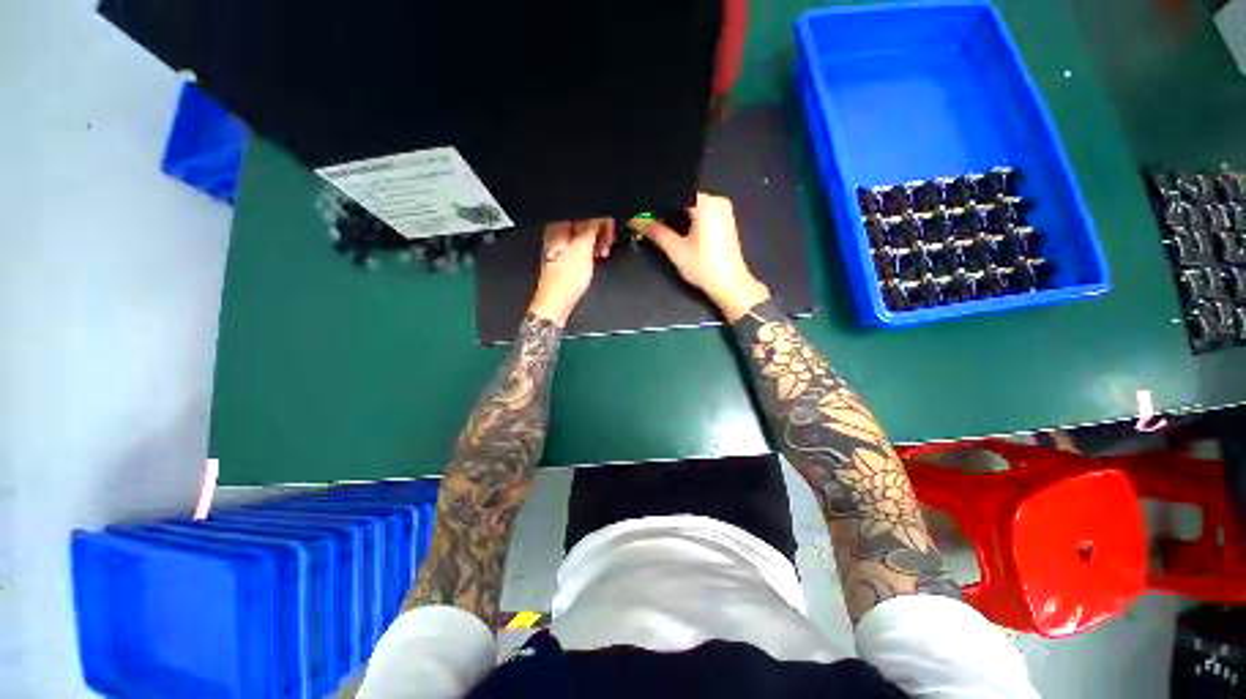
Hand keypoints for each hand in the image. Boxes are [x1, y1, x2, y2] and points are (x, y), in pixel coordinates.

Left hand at [528, 218, 615, 325]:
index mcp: (559, 226)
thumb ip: (592, 226)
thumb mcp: (583, 249)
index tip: (611, 226)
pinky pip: (583, 244)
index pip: (583, 210)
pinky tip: (598, 255)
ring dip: (598, 240)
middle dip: (601, 228)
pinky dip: (593, 248)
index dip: (600, 217)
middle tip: (609, 240)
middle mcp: (559, 232)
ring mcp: (563, 244)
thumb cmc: (565, 280)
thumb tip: (601, 213)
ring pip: (585, 233)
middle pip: (585, 220)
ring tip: (604, 251)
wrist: (556, 303)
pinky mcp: (567, 256)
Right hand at [628, 193, 769, 320]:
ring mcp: (723, 210)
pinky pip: (701, 212)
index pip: (675, 193)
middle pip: (683, 199)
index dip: (657, 202)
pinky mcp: (724, 220)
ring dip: (676, 215)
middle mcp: (718, 201)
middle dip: (666, 210)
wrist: (730, 285)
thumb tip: (635, 220)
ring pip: (691, 206)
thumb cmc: (704, 267)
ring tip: (658, 225)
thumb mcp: (676, 250)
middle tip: (647, 220)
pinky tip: (676, 230)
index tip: (641, 211)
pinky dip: (687, 219)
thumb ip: (655, 232)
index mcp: (707, 204)